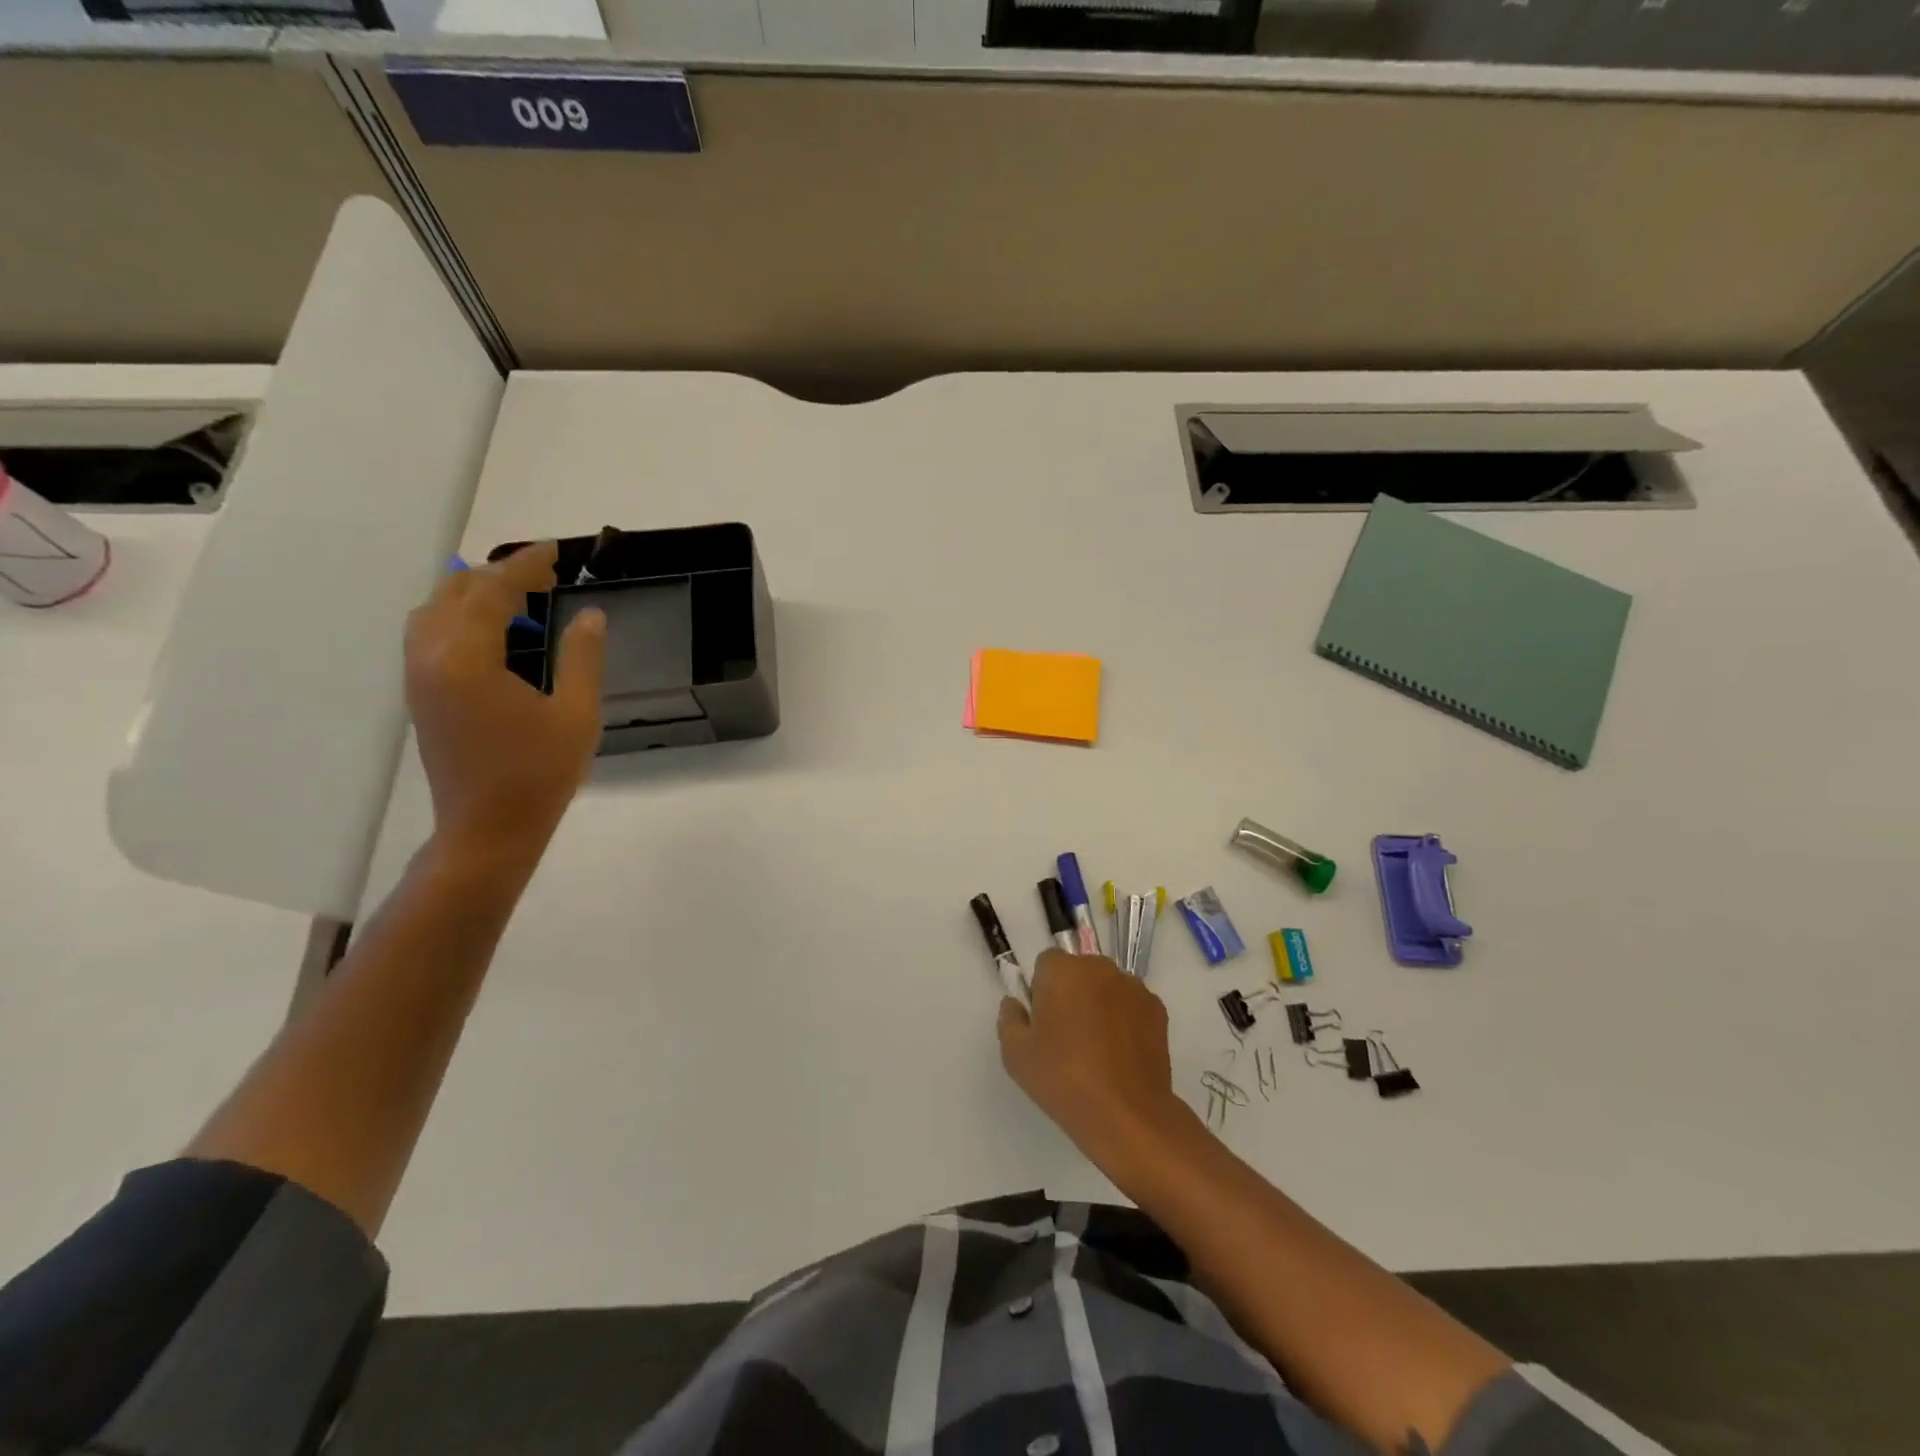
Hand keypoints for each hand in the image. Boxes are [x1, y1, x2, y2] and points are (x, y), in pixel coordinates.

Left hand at [405, 542, 605, 854]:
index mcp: (468, 658)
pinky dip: (461, 617)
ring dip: (475, 594)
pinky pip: (431, 635)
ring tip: (520, 597)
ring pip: (435, 612)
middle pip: (455, 593)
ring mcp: (420, 677)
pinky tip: (496, 634)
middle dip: (499, 574)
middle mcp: (432, 658)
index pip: (493, 592)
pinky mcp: (421, 696)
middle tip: (545, 573)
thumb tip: (590, 615)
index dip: (525, 566)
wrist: (488, 829)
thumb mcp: (578, 714)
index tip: (556, 552)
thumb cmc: (539, 773)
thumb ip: (583, 658)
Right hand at [998, 951, 1185, 1164]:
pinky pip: (1131, 1004)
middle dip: (1072, 992)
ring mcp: (1132, 986)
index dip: (1042, 990)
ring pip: (1106, 986)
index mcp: (1062, 970)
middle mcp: (1099, 967)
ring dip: (1099, 1003)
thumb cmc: (1063, 1079)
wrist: (1126, 1114)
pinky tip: (1121, 1054)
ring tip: (1098, 1048)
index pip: (1046, 963)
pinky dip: (1125, 1019)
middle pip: (1078, 970)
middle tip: (1068, 1035)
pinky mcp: (1157, 1009)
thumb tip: (1015, 1003)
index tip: (1044, 1022)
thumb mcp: (1016, 1055)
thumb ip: (1009, 1019)